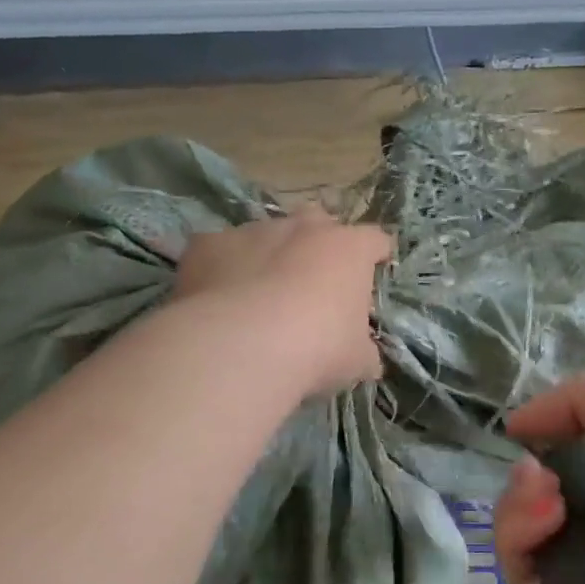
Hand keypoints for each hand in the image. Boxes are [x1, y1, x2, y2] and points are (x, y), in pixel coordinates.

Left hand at [173, 207, 390, 395]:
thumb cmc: (316, 348)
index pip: (375, 240)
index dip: (376, 256)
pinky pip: (219, 251)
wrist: (241, 346)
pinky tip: (218, 300)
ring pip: (266, 234)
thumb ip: (365, 351)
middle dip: (319, 246)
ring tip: (260, 295)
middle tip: (314, 283)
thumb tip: (367, 358)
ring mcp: (253, 231)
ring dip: (269, 256)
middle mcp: (303, 228)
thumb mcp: (356, 361)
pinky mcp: (208, 244)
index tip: (373, 272)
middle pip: (319, 223)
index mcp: (348, 249)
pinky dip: (223, 269)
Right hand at [493, 376, 584, 583]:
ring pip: (530, 550)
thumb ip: (578, 401)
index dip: (550, 454)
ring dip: (518, 513)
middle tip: (535, 474)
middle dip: (524, 485)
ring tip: (543, 496)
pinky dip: (523, 551)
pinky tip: (548, 520)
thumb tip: (515, 424)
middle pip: (544, 512)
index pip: (577, 474)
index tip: (536, 438)